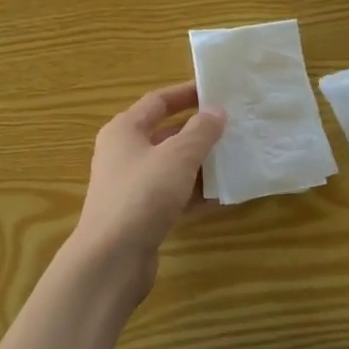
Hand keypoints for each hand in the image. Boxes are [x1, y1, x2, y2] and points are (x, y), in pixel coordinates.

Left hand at [72, 82, 225, 284]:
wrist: (112, 257)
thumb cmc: (143, 194)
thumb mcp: (177, 156)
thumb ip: (200, 132)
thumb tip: (216, 112)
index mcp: (124, 130)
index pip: (157, 101)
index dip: (186, 94)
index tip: (216, 91)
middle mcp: (124, 154)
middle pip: (165, 134)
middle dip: (198, 131)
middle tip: (234, 127)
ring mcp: (131, 186)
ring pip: (171, 167)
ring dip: (200, 163)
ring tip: (235, 158)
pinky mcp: (141, 215)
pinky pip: (172, 195)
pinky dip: (194, 193)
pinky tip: (222, 195)